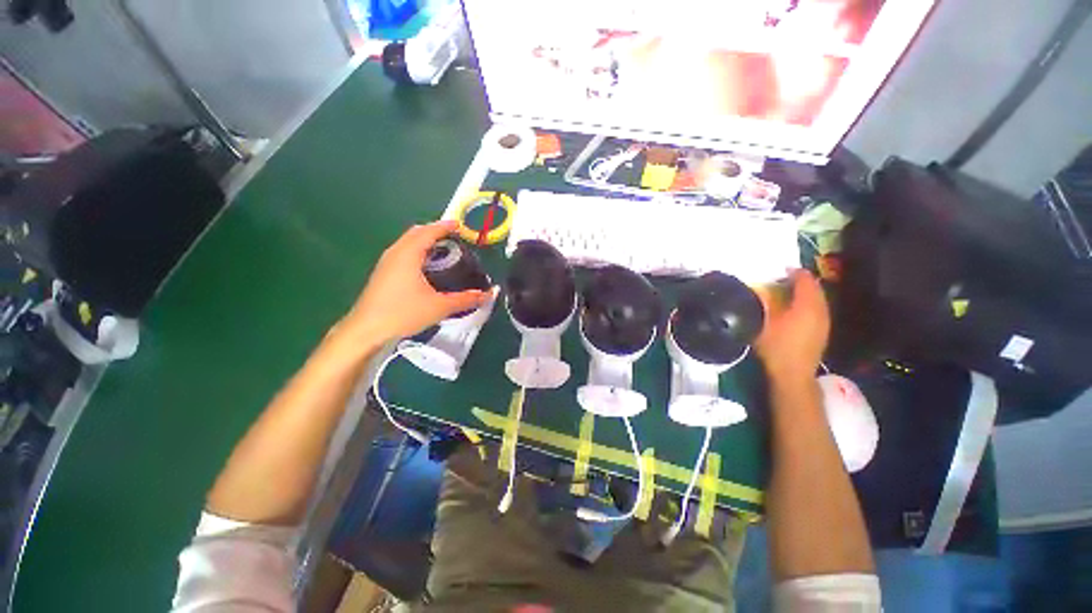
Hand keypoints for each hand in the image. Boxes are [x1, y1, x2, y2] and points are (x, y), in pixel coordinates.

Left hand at [341, 221, 490, 345]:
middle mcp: (395, 253)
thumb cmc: (403, 313)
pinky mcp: (382, 274)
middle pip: (416, 233)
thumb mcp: (439, 306)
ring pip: (407, 242)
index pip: (428, 231)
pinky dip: (416, 251)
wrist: (366, 330)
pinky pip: (402, 252)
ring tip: (442, 250)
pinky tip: (425, 267)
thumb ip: (466, 299)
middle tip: (453, 237)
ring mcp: (386, 263)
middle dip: (434, 231)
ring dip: (424, 241)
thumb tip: (488, 295)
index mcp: (408, 254)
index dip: (445, 226)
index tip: (459, 225)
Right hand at [755, 270, 829, 383]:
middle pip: (815, 289)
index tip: (781, 269)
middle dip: (801, 282)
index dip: (795, 272)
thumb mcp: (764, 321)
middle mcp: (821, 311)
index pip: (806, 281)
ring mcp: (824, 323)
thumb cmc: (776, 346)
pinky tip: (795, 310)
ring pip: (818, 300)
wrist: (792, 374)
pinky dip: (808, 304)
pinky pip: (817, 310)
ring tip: (788, 292)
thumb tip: (761, 287)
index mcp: (808, 306)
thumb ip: (764, 302)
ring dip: (805, 293)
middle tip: (783, 279)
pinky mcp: (822, 332)